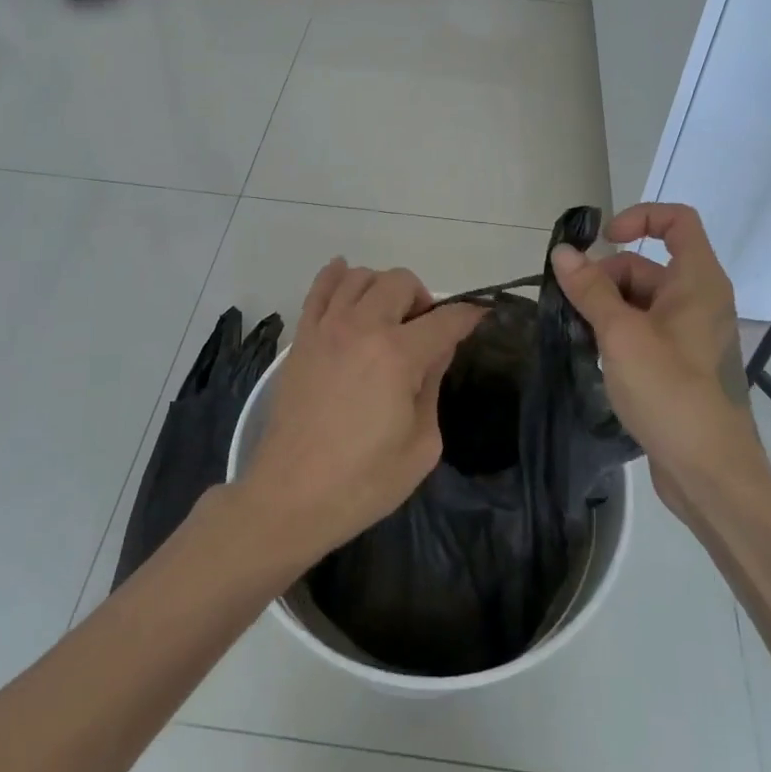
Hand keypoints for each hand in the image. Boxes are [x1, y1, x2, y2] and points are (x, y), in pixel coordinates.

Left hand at [237, 261, 483, 564]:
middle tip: (425, 333)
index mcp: (398, 355)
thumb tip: (435, 352)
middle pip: (401, 282)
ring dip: (383, 288)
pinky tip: (345, 275)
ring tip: (388, 317)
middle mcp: (362, 327)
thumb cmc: (364, 482)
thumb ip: (432, 387)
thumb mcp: (421, 445)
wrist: (290, 497)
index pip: (446, 319)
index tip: (480, 318)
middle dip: (423, 300)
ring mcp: (327, 328)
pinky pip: (319, 287)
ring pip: (361, 276)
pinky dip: (336, 275)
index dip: (469, 316)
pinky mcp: (302, 338)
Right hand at [549, 204, 762, 511]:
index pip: (678, 221)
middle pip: (647, 264)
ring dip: (606, 307)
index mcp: (698, 281)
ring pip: (641, 299)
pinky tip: (593, 354)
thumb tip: (563, 252)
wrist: (709, 471)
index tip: (603, 241)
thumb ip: (590, 290)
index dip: (640, 217)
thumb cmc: (670, 391)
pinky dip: (617, 331)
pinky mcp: (680, 363)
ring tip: (578, 334)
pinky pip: (644, 329)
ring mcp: (690, 333)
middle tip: (572, 306)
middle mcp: (699, 300)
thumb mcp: (622, 334)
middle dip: (606, 277)